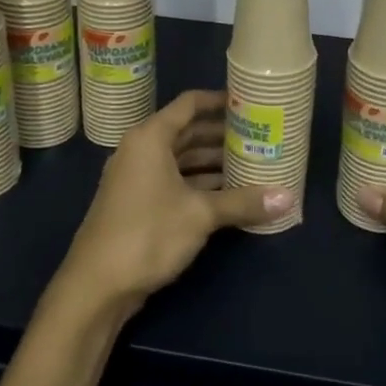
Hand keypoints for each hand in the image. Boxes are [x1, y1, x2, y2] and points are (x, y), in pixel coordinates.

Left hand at [52, 90, 291, 320]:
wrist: (96, 285)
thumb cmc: (147, 234)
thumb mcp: (200, 215)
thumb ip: (243, 202)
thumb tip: (288, 198)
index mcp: (151, 137)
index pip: (190, 104)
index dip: (219, 101)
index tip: (249, 103)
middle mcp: (141, 150)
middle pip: (187, 132)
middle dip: (222, 135)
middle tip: (259, 136)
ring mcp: (136, 178)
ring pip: (181, 159)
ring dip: (212, 162)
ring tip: (251, 164)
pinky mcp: (137, 203)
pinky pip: (174, 181)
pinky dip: (199, 183)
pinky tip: (228, 194)